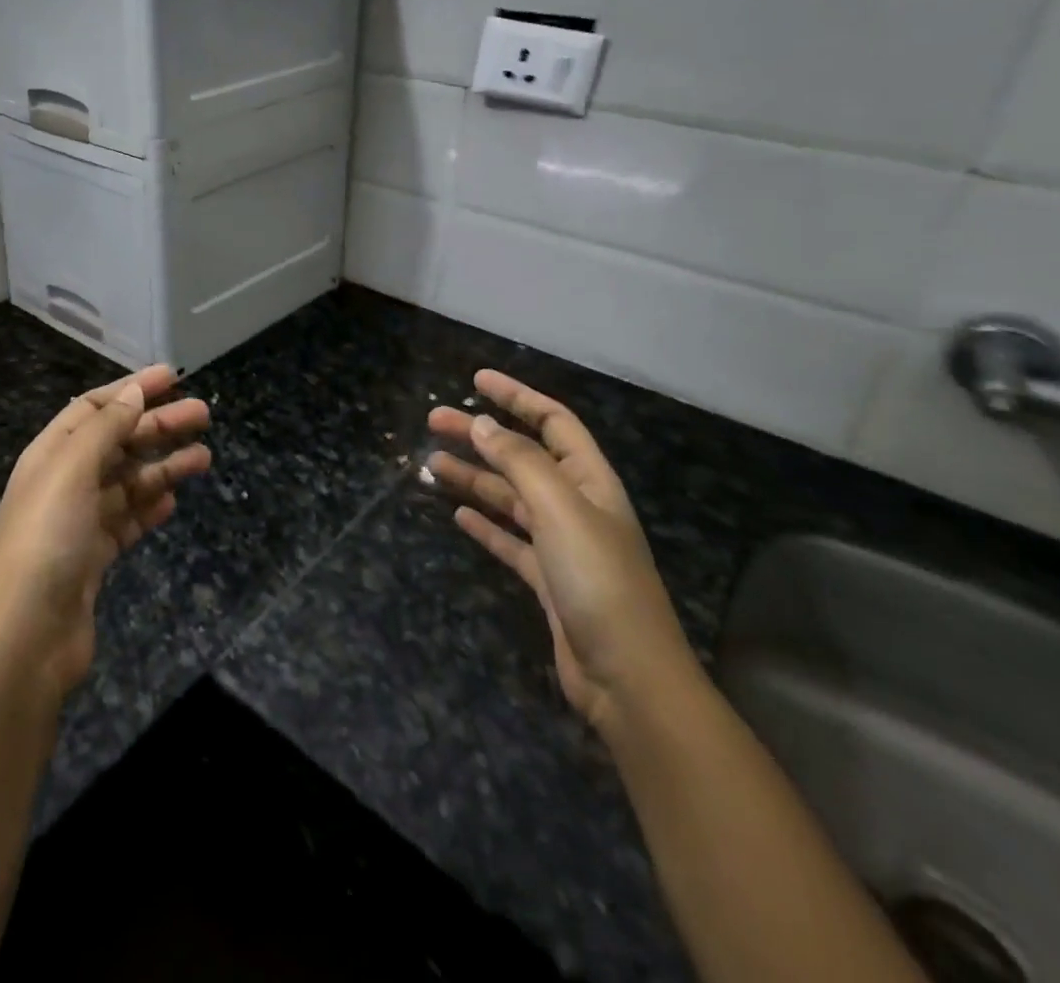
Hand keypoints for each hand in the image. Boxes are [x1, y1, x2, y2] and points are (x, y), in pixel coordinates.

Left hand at [0, 365, 210, 695]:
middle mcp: (64, 482)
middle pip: (118, 441)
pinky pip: (128, 521)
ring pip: (129, 481)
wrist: (26, 637)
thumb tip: (133, 391)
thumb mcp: (72, 471)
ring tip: (205, 458)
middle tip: (204, 414)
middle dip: (159, 425)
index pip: (94, 407)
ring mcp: (78, 522)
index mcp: (51, 454)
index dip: (132, 388)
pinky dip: (150, 508)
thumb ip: (104, 428)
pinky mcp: (93, 558)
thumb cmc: (47, 540)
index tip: (173, 376)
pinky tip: (173, 503)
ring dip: (165, 466)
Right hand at [428, 370, 693, 732]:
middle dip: (481, 435)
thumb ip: (521, 463)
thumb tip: (485, 425)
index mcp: (589, 481)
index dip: (517, 397)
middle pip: (522, 457)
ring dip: (474, 477)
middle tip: (434, 421)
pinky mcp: (546, 579)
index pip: (553, 422)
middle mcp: (576, 506)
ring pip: (510, 497)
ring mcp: (561, 544)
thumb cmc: (598, 581)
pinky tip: (458, 516)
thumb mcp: (560, 510)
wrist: (627, 678)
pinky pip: (509, 540)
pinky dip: (484, 524)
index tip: (476, 381)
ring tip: (431, 464)